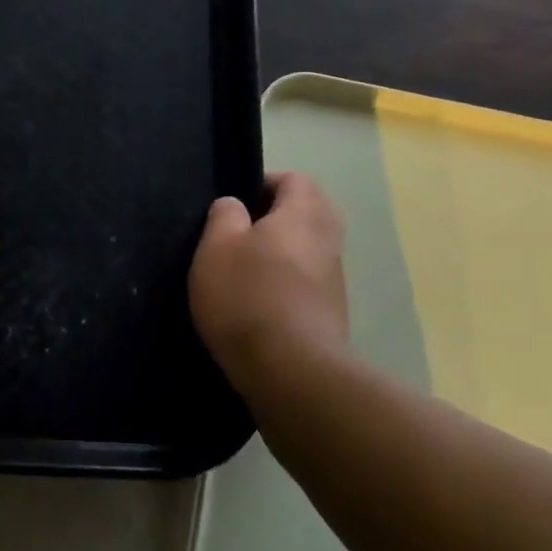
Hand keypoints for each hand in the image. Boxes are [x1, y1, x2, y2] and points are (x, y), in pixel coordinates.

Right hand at [189, 172, 349, 383]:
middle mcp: (329, 241)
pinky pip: (309, 285)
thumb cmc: (248, 296)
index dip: (265, 183)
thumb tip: (235, 205)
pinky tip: (258, 306)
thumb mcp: (216, 247)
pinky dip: (287, 286)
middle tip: (240, 236)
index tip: (236, 205)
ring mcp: (335, 281)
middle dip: (277, 219)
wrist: (291, 370)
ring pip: (310, 251)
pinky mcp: (331, 315)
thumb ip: (224, 216)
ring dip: (283, 254)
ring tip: (244, 273)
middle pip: (309, 213)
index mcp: (304, 214)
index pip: (296, 179)